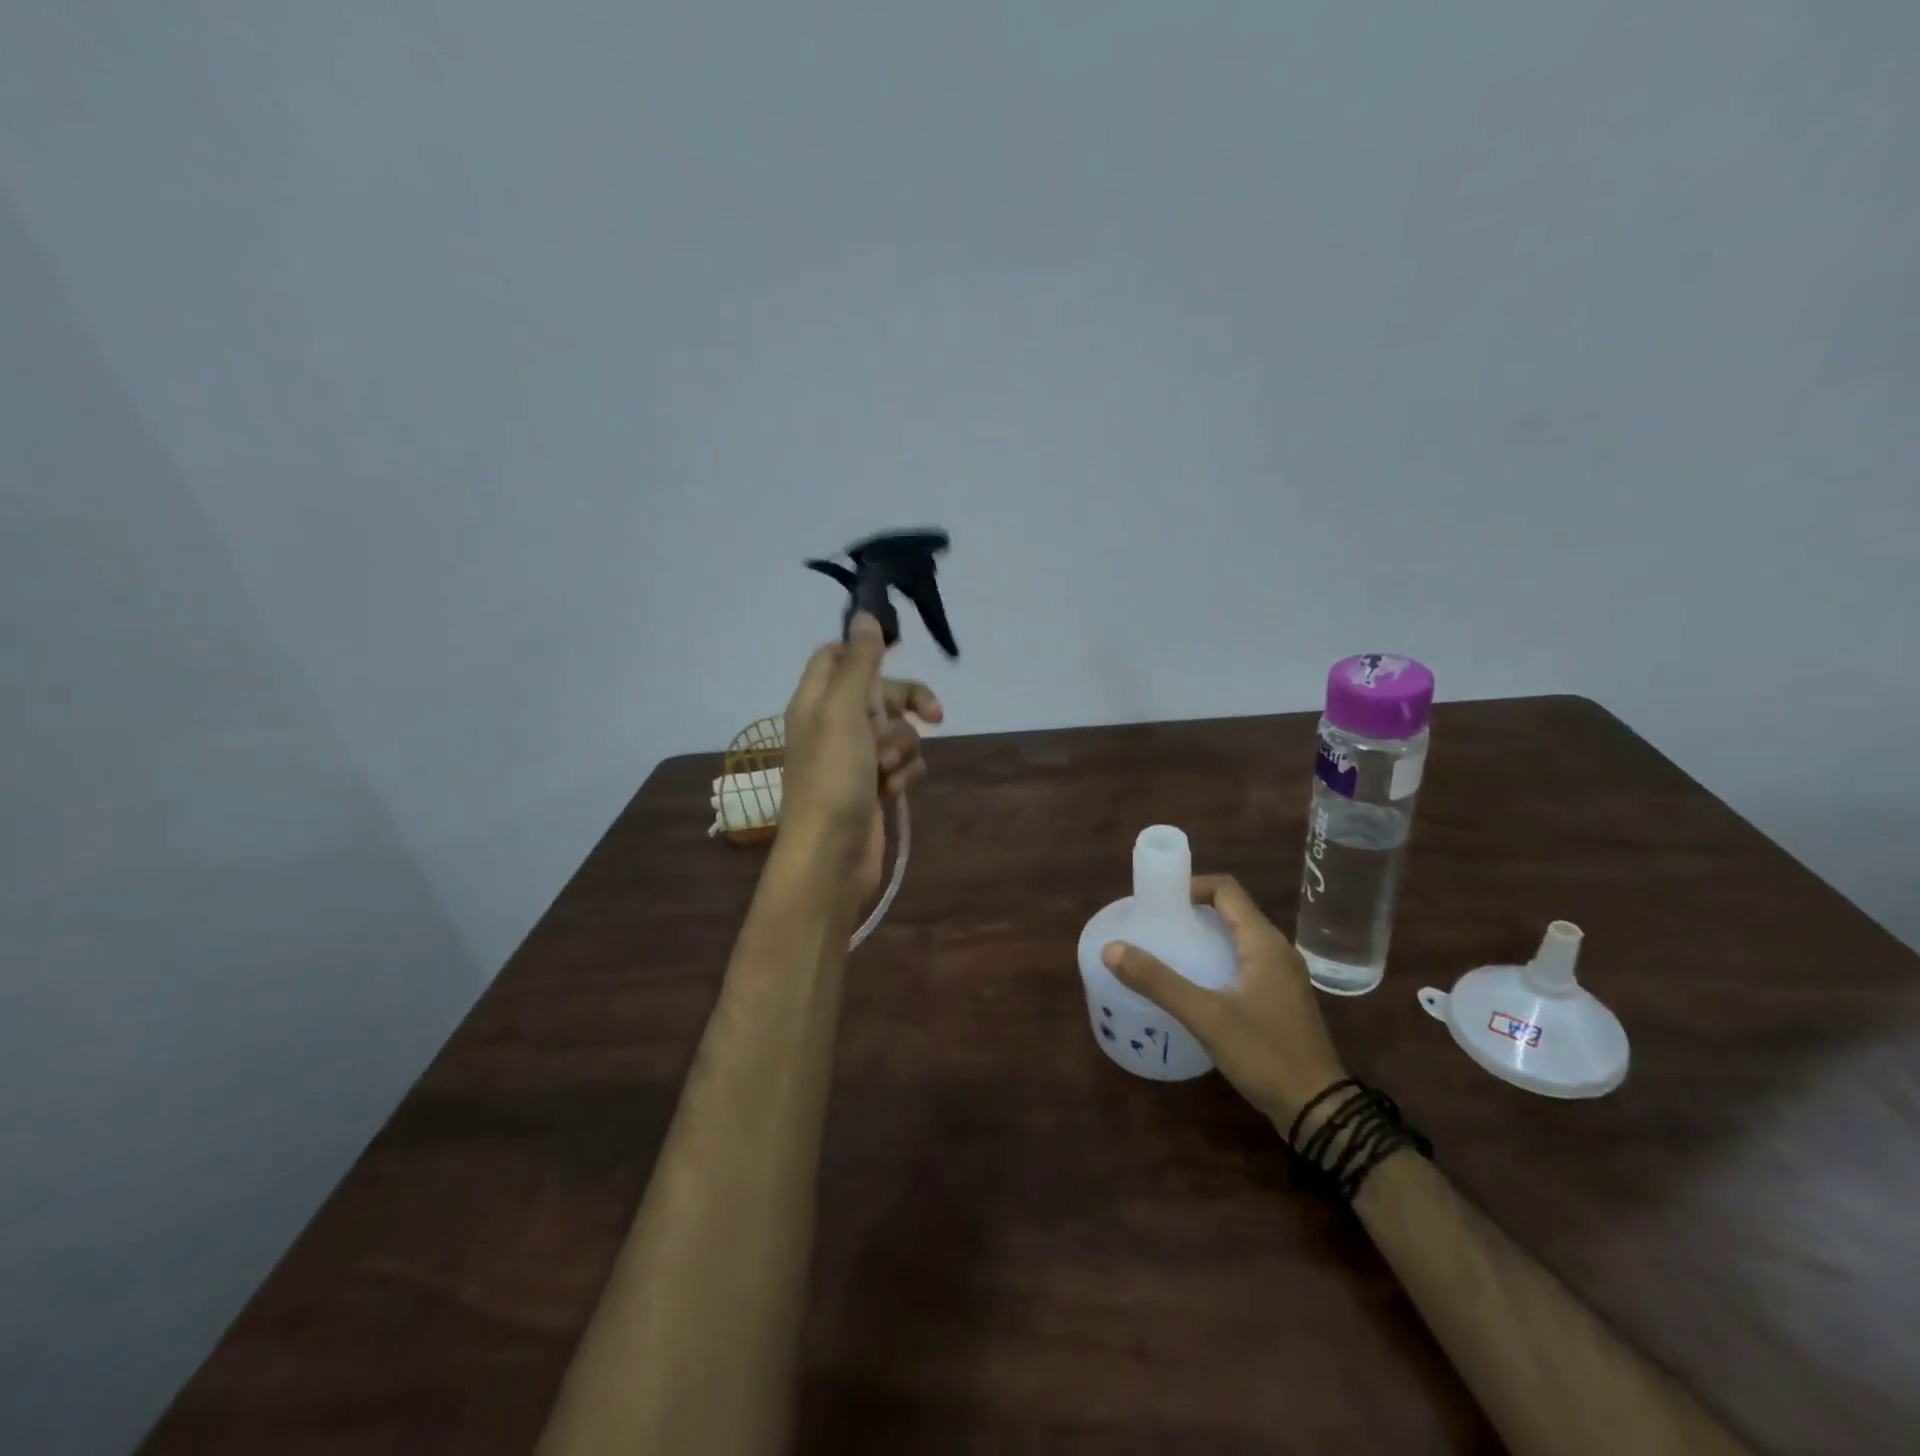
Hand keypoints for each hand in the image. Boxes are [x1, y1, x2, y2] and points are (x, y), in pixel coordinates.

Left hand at [779, 612, 943, 894]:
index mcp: (816, 700)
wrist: (832, 854)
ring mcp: (855, 757)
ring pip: (898, 730)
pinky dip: (903, 775)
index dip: (867, 652)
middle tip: (934, 713)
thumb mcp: (844, 710)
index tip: (899, 653)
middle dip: (905, 704)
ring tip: (886, 771)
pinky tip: (893, 792)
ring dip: (902, 748)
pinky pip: (902, 763)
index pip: (837, 656)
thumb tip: (865, 615)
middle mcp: (833, 724)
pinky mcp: (874, 785)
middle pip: (880, 692)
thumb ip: (859, 662)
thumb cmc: (833, 777)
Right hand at [1102, 875, 1347, 1136]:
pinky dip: (1218, 959)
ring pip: (1239, 938)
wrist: (1320, 1111)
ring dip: (1205, 936)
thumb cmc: (1264, 1054)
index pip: (1226, 890)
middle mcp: (1278, 950)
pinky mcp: (1282, 999)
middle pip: (1232, 911)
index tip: (1159, 901)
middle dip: (1193, 912)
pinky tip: (1196, 984)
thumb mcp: (1206, 1016)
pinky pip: (1246, 962)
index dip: (1191, 886)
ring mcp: (1283, 976)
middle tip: (1157, 926)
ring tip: (1169, 951)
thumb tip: (1111, 949)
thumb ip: (1158, 981)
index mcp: (1264, 942)